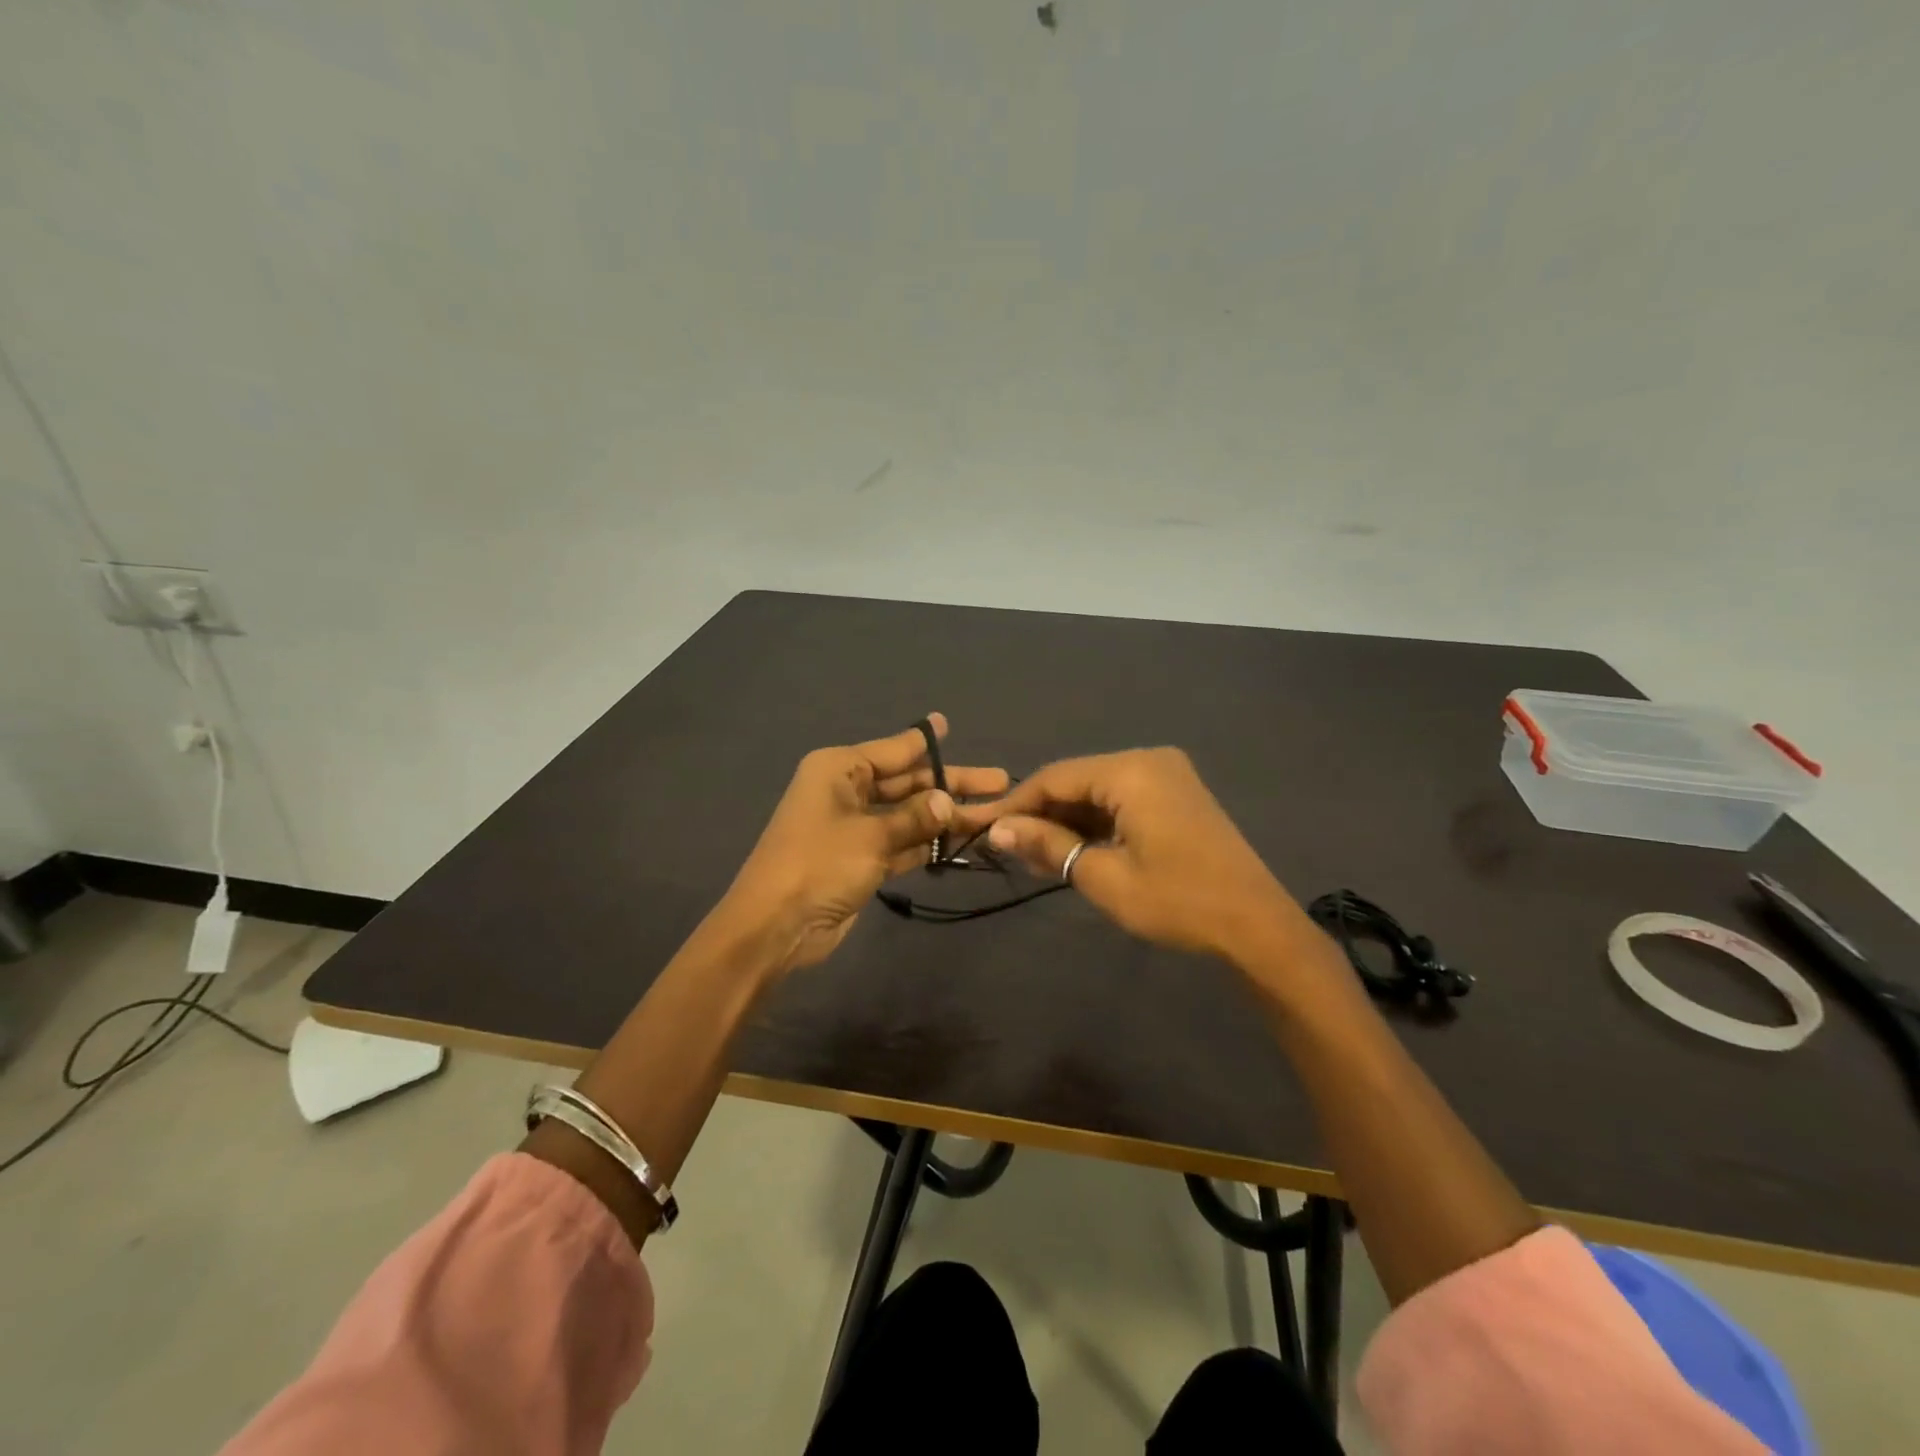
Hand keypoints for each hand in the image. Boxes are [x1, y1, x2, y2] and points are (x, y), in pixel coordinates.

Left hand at [718, 714, 1009, 975]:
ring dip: (944, 817)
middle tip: (998, 781)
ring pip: (908, 814)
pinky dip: (927, 844)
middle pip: (907, 782)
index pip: (893, 750)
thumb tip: (946, 801)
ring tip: (992, 815)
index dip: (924, 741)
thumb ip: (913, 817)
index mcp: (839, 769)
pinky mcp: (861, 860)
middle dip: (949, 784)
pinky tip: (962, 842)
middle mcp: (847, 791)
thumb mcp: (870, 835)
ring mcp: (854, 828)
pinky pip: (902, 843)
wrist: (776, 926)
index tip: (949, 725)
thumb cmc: (819, 863)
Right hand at [982, 747, 1304, 963]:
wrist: (1256, 925)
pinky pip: (1122, 799)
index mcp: (1131, 771)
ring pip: (1098, 790)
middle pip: (1076, 780)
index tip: (982, 829)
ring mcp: (1167, 775)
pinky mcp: (1177, 794)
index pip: (1055, 777)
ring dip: (1067, 820)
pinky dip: (1096, 822)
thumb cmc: (1177, 901)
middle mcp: (1148, 760)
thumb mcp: (1103, 876)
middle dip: (1042, 813)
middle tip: (1008, 848)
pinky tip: (1073, 848)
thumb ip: (1048, 845)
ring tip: (1034, 854)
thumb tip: (998, 831)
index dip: (1016, 804)